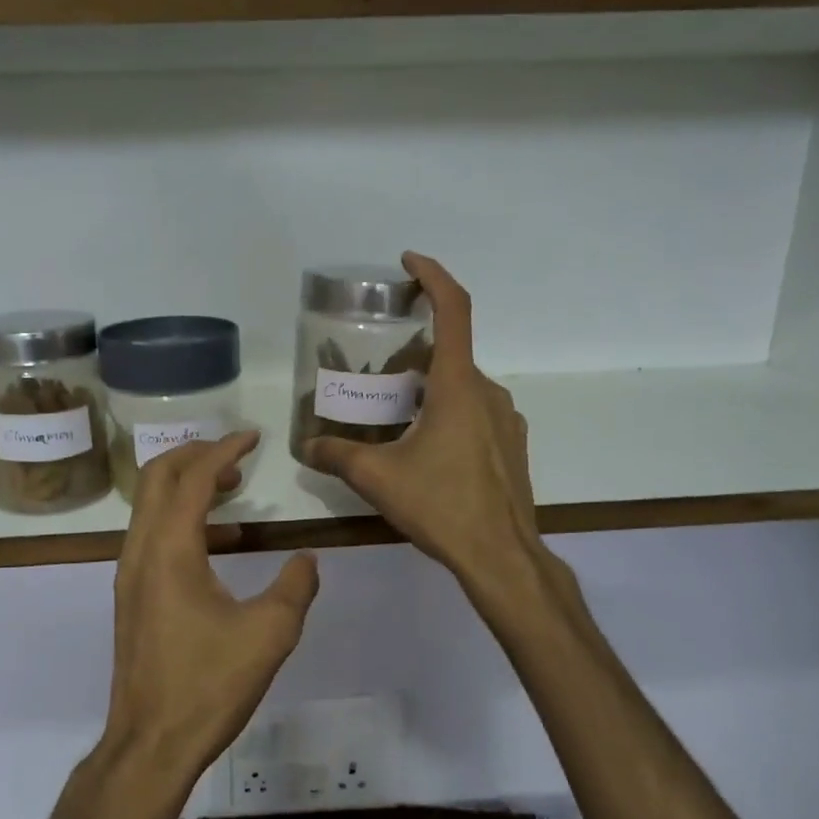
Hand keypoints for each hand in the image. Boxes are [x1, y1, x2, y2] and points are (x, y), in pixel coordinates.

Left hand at [100, 432, 320, 803]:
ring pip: (150, 505)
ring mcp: (130, 573)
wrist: (149, 743)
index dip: (224, 450)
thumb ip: (295, 588)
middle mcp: (140, 551)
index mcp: (170, 550)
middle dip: (195, 455)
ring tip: (234, 490)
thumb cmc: (208, 686)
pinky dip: (182, 518)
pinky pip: (152, 534)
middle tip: (236, 455)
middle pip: (157, 477)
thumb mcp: (269, 635)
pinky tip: (222, 543)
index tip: (253, 437)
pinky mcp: (132, 595)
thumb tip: (307, 559)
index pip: (192, 478)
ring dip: (188, 486)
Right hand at [303, 252, 542, 582]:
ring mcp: (505, 419)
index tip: (409, 262)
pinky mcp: (511, 445)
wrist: (502, 556)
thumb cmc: (441, 505)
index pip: (454, 309)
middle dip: (412, 351)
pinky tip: (424, 446)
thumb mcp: (377, 478)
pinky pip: (475, 411)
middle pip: (449, 352)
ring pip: (462, 385)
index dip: (433, 276)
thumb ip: (337, 455)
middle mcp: (488, 392)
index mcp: (458, 386)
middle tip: (376, 371)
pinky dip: (447, 411)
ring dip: (428, 385)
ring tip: (394, 411)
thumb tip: (307, 447)